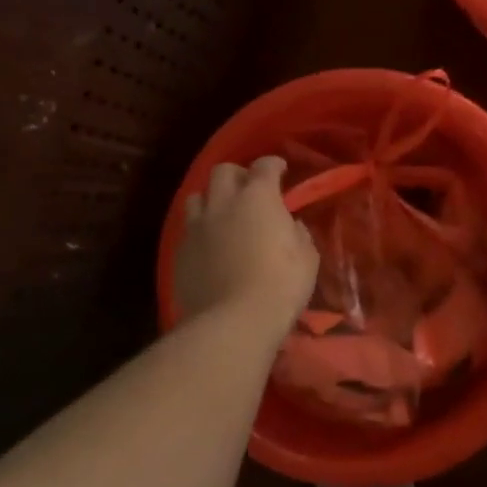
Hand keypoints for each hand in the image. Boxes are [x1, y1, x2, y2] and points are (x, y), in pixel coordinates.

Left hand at [174, 158, 317, 332]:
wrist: (233, 322)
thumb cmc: (280, 285)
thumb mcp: (307, 258)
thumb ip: (298, 234)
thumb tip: (290, 226)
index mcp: (258, 197)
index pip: (264, 166)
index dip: (273, 165)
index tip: (280, 170)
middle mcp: (222, 203)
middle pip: (223, 171)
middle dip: (237, 175)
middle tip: (249, 190)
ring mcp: (196, 227)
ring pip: (197, 197)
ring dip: (212, 200)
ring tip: (223, 215)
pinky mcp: (179, 253)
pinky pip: (188, 231)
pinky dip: (201, 232)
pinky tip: (210, 247)